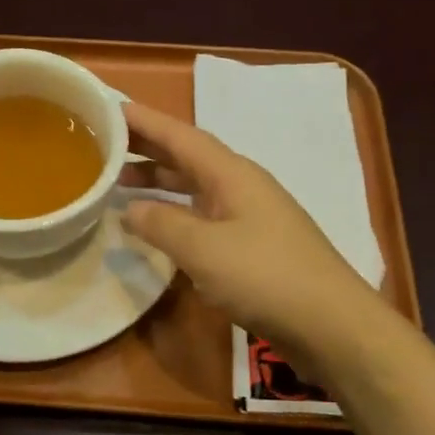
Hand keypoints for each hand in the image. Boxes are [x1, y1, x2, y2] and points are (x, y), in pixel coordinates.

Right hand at [122, 100, 383, 379]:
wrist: (331, 325)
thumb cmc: (265, 277)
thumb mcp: (202, 249)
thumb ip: (161, 224)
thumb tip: (129, 209)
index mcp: (231, 174)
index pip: (180, 136)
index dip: (145, 121)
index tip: (109, 109)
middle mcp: (241, 186)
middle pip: (187, 157)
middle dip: (147, 148)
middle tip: (103, 145)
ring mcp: (249, 216)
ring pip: (194, 187)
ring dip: (159, 182)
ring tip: (120, 183)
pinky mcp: (252, 246)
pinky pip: (202, 215)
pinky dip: (174, 213)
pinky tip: (158, 225)